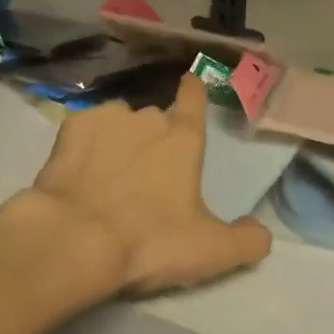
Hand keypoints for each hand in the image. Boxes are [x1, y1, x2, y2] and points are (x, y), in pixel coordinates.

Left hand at [21, 74, 271, 296]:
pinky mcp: (71, 128)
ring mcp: (108, 118)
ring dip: (119, 139)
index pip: (195, 100)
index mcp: (184, 140)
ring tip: (108, 173)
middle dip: (153, 139)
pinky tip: (79, 168)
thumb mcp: (210, 251)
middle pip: (156, 119)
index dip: (195, 91)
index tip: (191, 81)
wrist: (75, 240)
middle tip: (145, 175)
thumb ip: (246, 241)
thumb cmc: (150, 241)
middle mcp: (149, 118)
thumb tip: (263, 234)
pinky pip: (85, 127)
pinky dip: (85, 143)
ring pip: (119, 121)